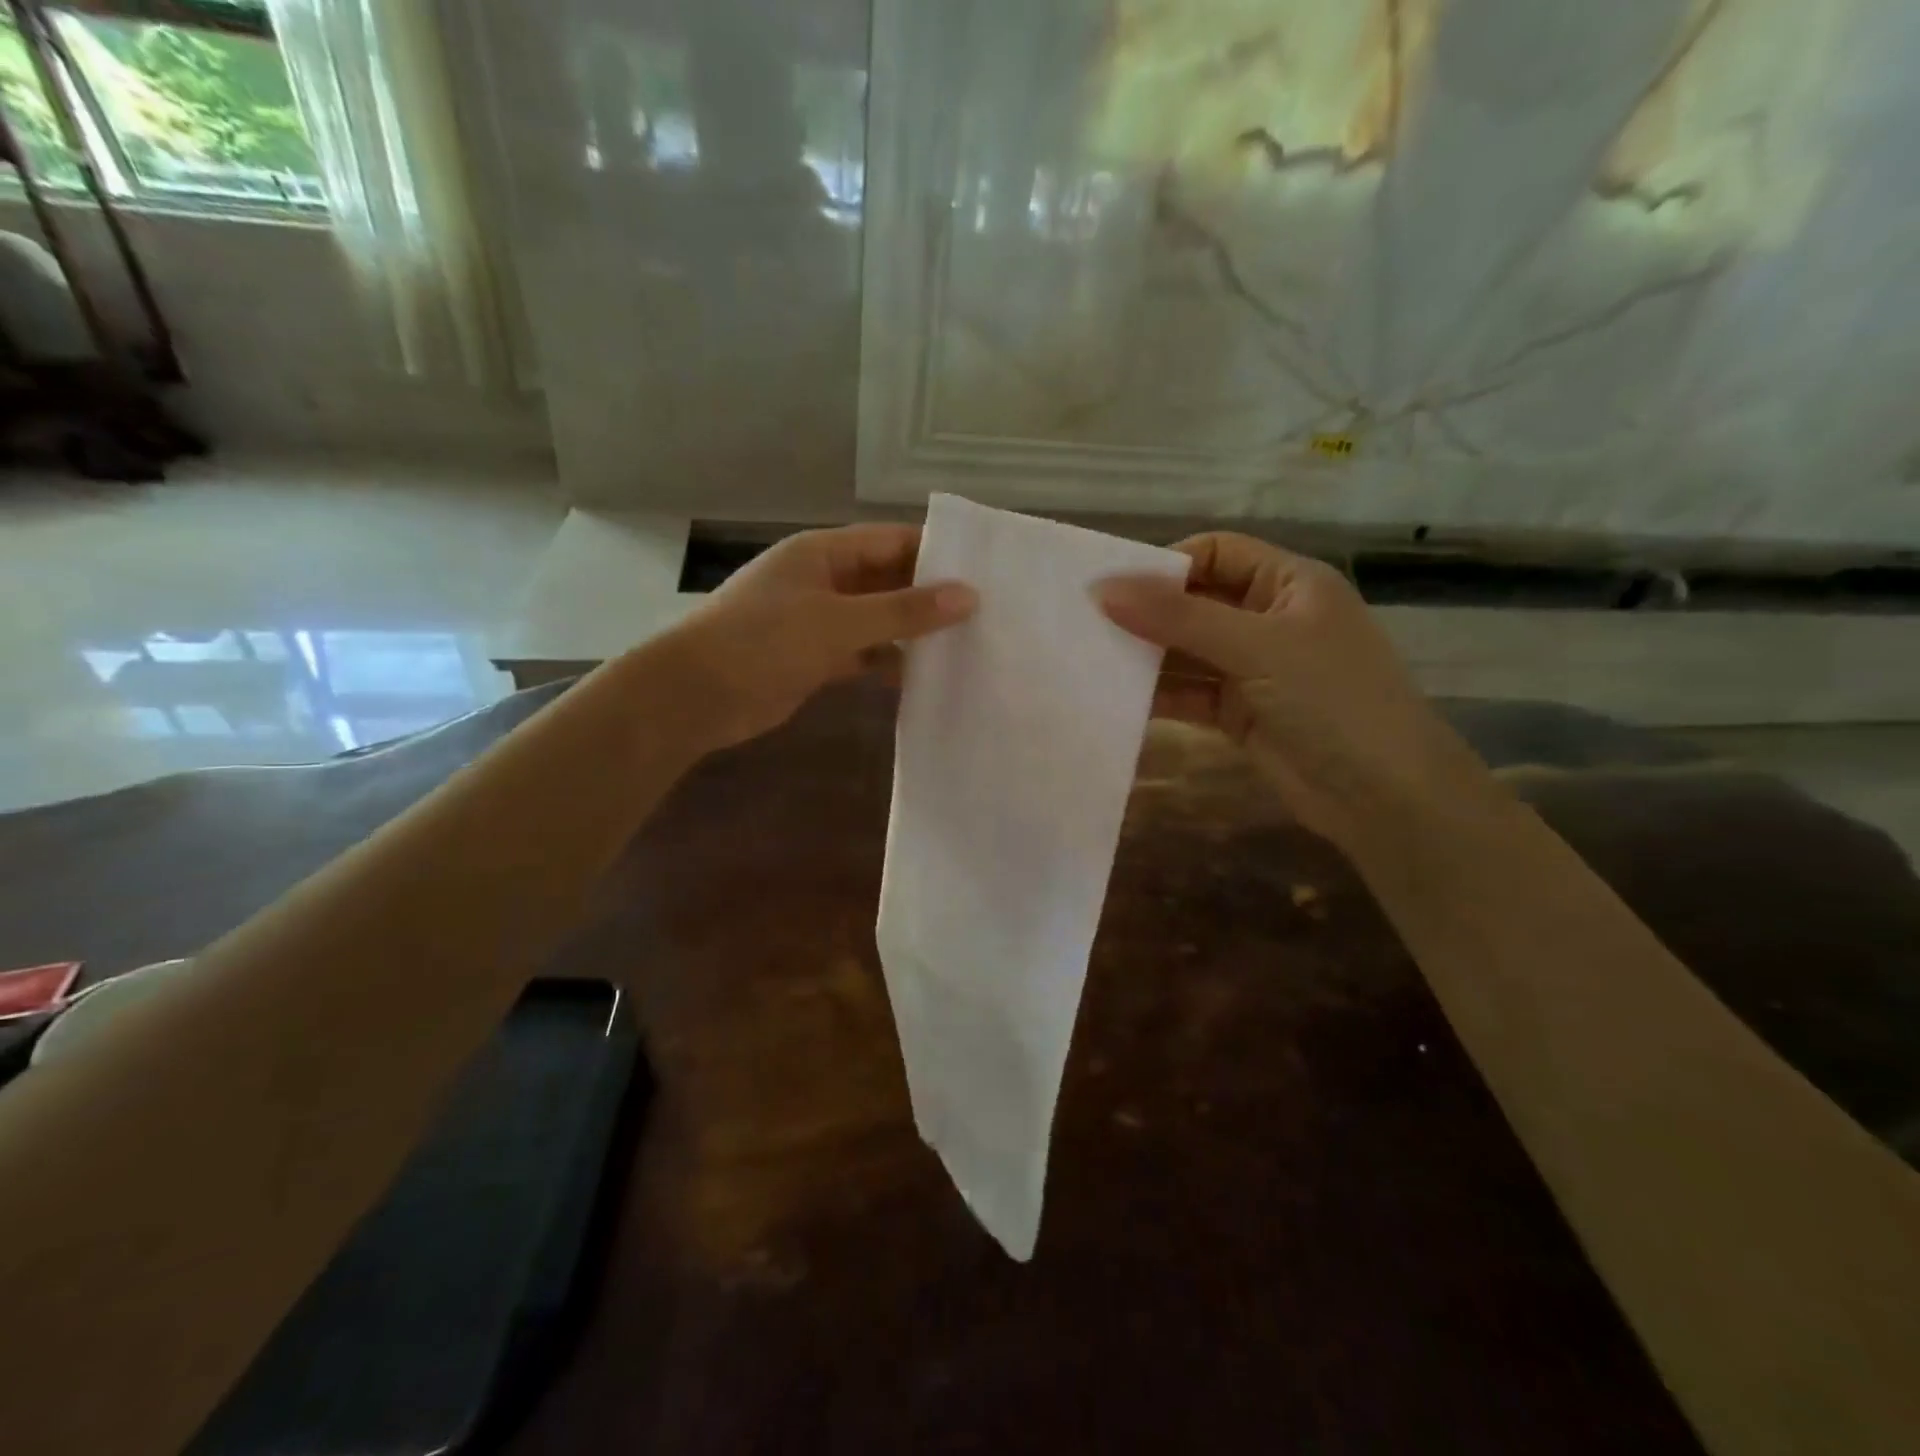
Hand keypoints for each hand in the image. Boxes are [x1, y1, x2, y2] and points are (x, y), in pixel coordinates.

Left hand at [660, 524, 975, 748]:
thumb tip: (969, 596)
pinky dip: (890, 663)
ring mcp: (819, 621)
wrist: (696, 696)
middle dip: (931, 597)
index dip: (938, 553)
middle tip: (988, 615)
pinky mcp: (816, 658)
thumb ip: (903, 610)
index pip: (893, 541)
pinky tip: (926, 677)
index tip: (986, 573)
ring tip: (969, 646)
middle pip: (889, 580)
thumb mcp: (838, 621)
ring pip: (879, 620)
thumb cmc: (763, 642)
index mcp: (824, 553)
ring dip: (914, 633)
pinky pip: (864, 653)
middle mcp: (825, 580)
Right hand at [1099, 533, 1471, 849]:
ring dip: (1147, 656)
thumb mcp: (1256, 647)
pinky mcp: (1240, 712)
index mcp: (1288, 583)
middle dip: (1147, 612)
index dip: (1164, 565)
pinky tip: (1118, 698)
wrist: (1384, 796)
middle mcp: (1269, 619)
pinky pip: (1190, 692)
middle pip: (1195, 602)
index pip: (1215, 553)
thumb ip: (1178, 617)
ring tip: (1091, 660)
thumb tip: (1103, 589)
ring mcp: (1254, 669)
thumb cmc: (1331, 700)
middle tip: (1087, 625)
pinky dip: (1158, 694)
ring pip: (1187, 650)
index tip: (1112, 589)